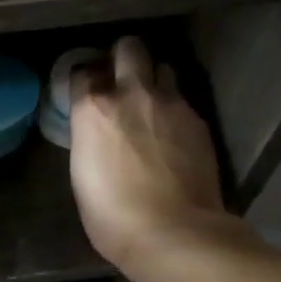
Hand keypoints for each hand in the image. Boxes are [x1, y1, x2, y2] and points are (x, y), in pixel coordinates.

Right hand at [69, 37, 226, 271]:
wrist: (173, 233)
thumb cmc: (112, 216)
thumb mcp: (82, 175)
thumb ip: (90, 141)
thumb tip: (98, 133)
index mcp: (93, 109)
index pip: (82, 71)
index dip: (85, 80)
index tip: (87, 92)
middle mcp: (131, 94)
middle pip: (129, 48)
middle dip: (124, 56)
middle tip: (122, 77)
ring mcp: (170, 103)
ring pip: (163, 67)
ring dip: (154, 79)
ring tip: (152, 102)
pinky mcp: (198, 120)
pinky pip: (183, 100)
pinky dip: (175, 109)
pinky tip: (173, 133)